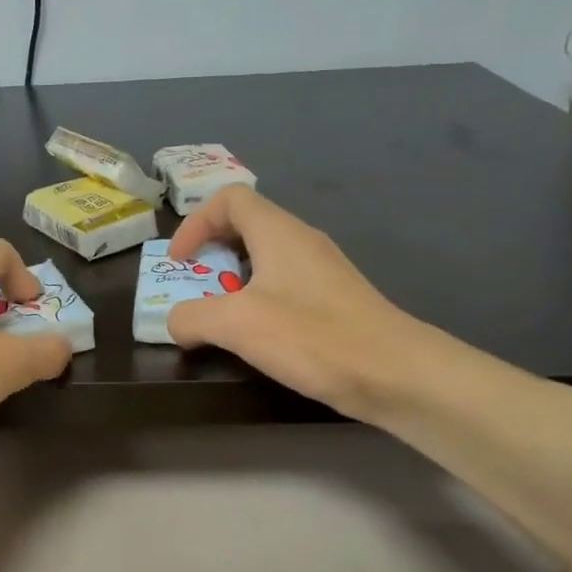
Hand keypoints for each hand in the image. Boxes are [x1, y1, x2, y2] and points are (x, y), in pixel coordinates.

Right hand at [168, 186, 429, 421]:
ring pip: (264, 259)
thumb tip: (177, 323)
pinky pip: (282, 286)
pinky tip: (255, 336)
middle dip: (210, 253)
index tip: (179, 263)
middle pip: (245, 226)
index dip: (195, 223)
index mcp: (278, 232)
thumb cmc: (312, 336)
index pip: (229, 199)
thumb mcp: (236, 324)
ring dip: (232, 281)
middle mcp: (301, 242)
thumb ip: (192, 317)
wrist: (394, 373)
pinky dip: (256, 301)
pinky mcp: (332, 301)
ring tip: (219, 317)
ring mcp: (321, 272)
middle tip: (194, 288)